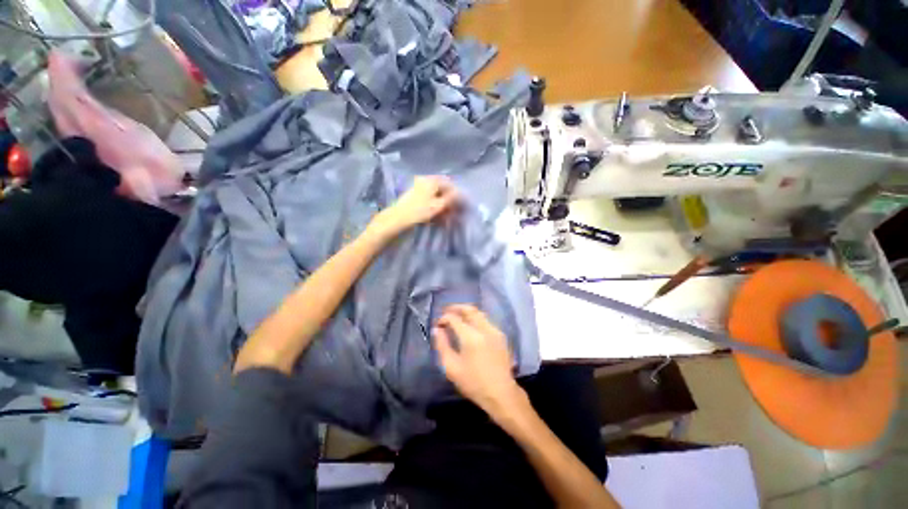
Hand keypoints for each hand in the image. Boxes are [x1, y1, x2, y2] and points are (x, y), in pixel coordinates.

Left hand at [369, 176, 457, 238]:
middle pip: (442, 190)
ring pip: (436, 196)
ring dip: (443, 206)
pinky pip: (429, 201)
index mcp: (431, 180)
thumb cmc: (419, 211)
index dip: (457, 194)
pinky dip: (435, 208)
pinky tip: (438, 218)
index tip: (462, 205)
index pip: (449, 184)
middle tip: (455, 213)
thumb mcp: (438, 205)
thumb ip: (451, 199)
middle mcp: (425, 181)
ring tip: (447, 218)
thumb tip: (461, 194)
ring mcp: (418, 189)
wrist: (397, 219)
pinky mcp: (414, 198)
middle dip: (449, 201)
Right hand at [433, 305, 527, 416]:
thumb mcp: (452, 368)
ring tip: (457, 316)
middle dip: (456, 308)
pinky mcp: (501, 335)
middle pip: (469, 309)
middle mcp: (484, 329)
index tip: (438, 324)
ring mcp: (495, 330)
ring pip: (479, 313)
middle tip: (446, 311)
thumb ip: (442, 345)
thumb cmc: (473, 383)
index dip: (444, 318)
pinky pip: (486, 320)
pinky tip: (470, 326)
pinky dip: (476, 318)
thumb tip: (436, 330)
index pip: (454, 318)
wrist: (501, 393)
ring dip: (466, 311)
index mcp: (470, 337)